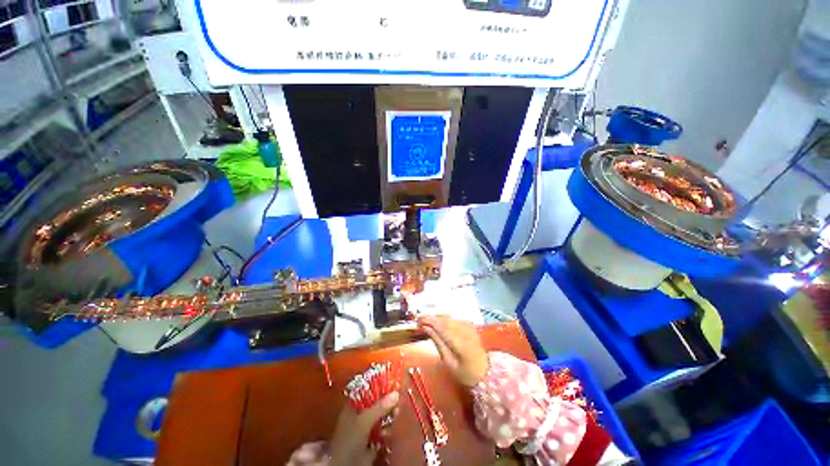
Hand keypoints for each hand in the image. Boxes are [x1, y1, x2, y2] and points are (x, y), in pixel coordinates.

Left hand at [329, 392, 398, 465]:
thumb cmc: (350, 439)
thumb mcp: (365, 420)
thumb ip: (380, 407)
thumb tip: (397, 393)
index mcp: (352, 407)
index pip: (365, 390)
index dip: (377, 385)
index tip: (390, 382)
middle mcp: (358, 415)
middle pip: (375, 404)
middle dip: (386, 402)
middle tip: (397, 399)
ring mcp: (364, 429)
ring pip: (380, 417)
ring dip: (388, 416)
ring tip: (396, 414)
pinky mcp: (371, 441)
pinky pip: (382, 431)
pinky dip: (387, 429)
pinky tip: (390, 431)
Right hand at [418, 315, 488, 386]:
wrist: (486, 372)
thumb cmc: (465, 372)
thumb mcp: (449, 362)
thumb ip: (438, 343)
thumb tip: (426, 328)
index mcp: (460, 342)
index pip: (441, 325)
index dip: (428, 320)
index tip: (417, 321)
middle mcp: (464, 329)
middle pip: (444, 319)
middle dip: (431, 318)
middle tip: (419, 322)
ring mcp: (468, 326)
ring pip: (449, 317)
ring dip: (437, 318)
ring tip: (427, 323)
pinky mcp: (469, 324)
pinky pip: (454, 319)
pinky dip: (445, 320)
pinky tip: (439, 324)